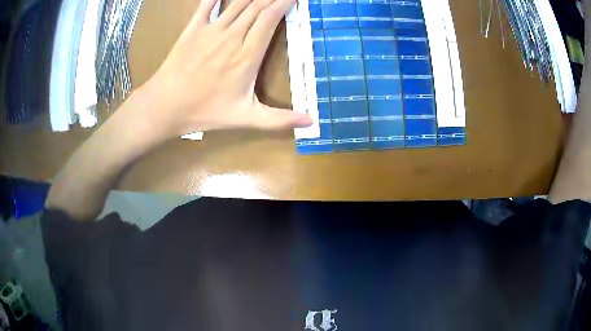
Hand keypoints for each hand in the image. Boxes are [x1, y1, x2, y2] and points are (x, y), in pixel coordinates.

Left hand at [139, 0, 312, 137]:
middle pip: (257, 7)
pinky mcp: (193, 29)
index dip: (283, 4)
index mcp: (247, 55)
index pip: (270, 19)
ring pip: (237, 3)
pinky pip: (207, 5)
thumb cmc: (205, 111)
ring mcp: (211, 30)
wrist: (166, 105)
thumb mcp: (245, 119)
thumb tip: (311, 122)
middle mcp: (232, 36)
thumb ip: (279, 119)